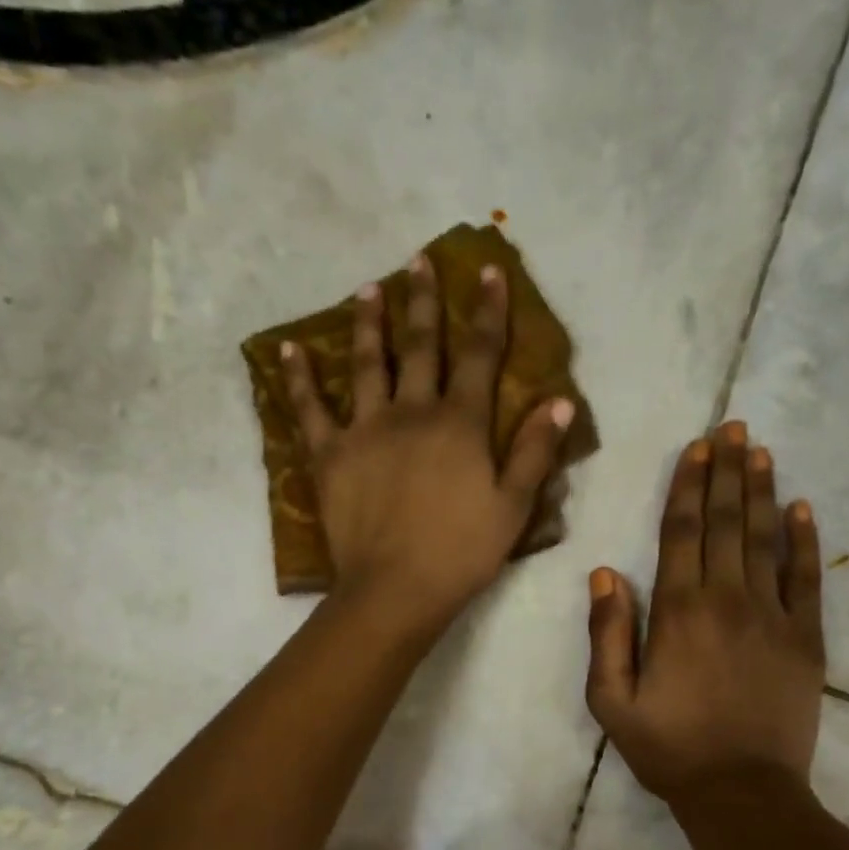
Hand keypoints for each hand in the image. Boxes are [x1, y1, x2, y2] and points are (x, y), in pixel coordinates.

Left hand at [279, 256, 572, 635]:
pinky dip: (299, 379)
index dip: (487, 311)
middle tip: (418, 261)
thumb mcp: (514, 506)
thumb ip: (535, 451)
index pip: (479, 354)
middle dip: (423, 301)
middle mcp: (412, 412)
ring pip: (366, 364)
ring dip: (368, 323)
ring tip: (368, 288)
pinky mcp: (329, 455)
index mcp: (460, 423)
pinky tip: (289, 350)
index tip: (489, 272)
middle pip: (419, 346)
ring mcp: (365, 429)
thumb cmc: (462, 552)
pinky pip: (310, 409)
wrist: (395, 589)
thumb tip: (559, 400)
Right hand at [585, 421, 825, 802]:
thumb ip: (607, 634)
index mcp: (678, 611)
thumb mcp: (612, 700)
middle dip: (728, 471)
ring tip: (761, 451)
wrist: (742, 792)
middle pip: (726, 522)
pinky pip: (807, 579)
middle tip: (734, 427)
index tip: (696, 448)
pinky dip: (804, 541)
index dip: (688, 486)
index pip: (682, 532)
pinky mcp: (806, 639)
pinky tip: (802, 508)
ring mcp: (773, 616)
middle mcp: (727, 599)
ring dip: (762, 491)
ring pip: (766, 539)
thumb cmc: (668, 748)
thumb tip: (605, 573)